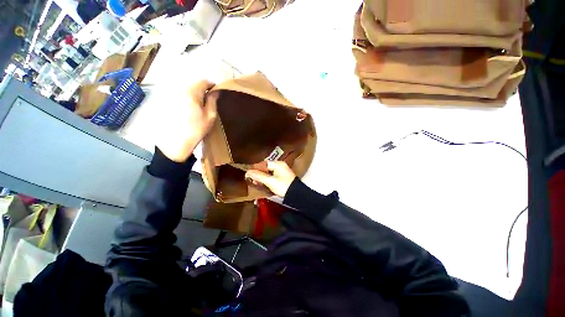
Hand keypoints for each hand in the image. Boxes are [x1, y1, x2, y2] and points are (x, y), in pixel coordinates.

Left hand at [156, 80, 216, 161]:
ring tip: (201, 104)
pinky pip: (181, 94)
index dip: (211, 85)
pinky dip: (188, 98)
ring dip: (195, 94)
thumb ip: (213, 101)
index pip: (203, 82)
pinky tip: (191, 108)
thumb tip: (215, 91)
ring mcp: (172, 96)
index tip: (217, 91)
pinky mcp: (168, 101)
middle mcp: (180, 91)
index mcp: (192, 94)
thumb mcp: (210, 116)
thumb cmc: (197, 129)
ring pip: (187, 89)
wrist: (177, 141)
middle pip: (194, 84)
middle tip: (210, 99)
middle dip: (203, 89)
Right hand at [245, 161, 296, 197]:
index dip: (255, 168)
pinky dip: (267, 179)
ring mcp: (282, 171)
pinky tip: (263, 183)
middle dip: (258, 173)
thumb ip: (259, 176)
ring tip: (256, 182)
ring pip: (269, 172)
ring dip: (262, 177)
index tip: (248, 174)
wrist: (297, 195)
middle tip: (251, 179)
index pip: (264, 163)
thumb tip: (248, 172)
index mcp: (278, 164)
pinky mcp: (283, 177)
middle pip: (266, 167)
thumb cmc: (283, 186)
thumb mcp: (270, 181)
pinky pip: (272, 176)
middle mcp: (280, 166)